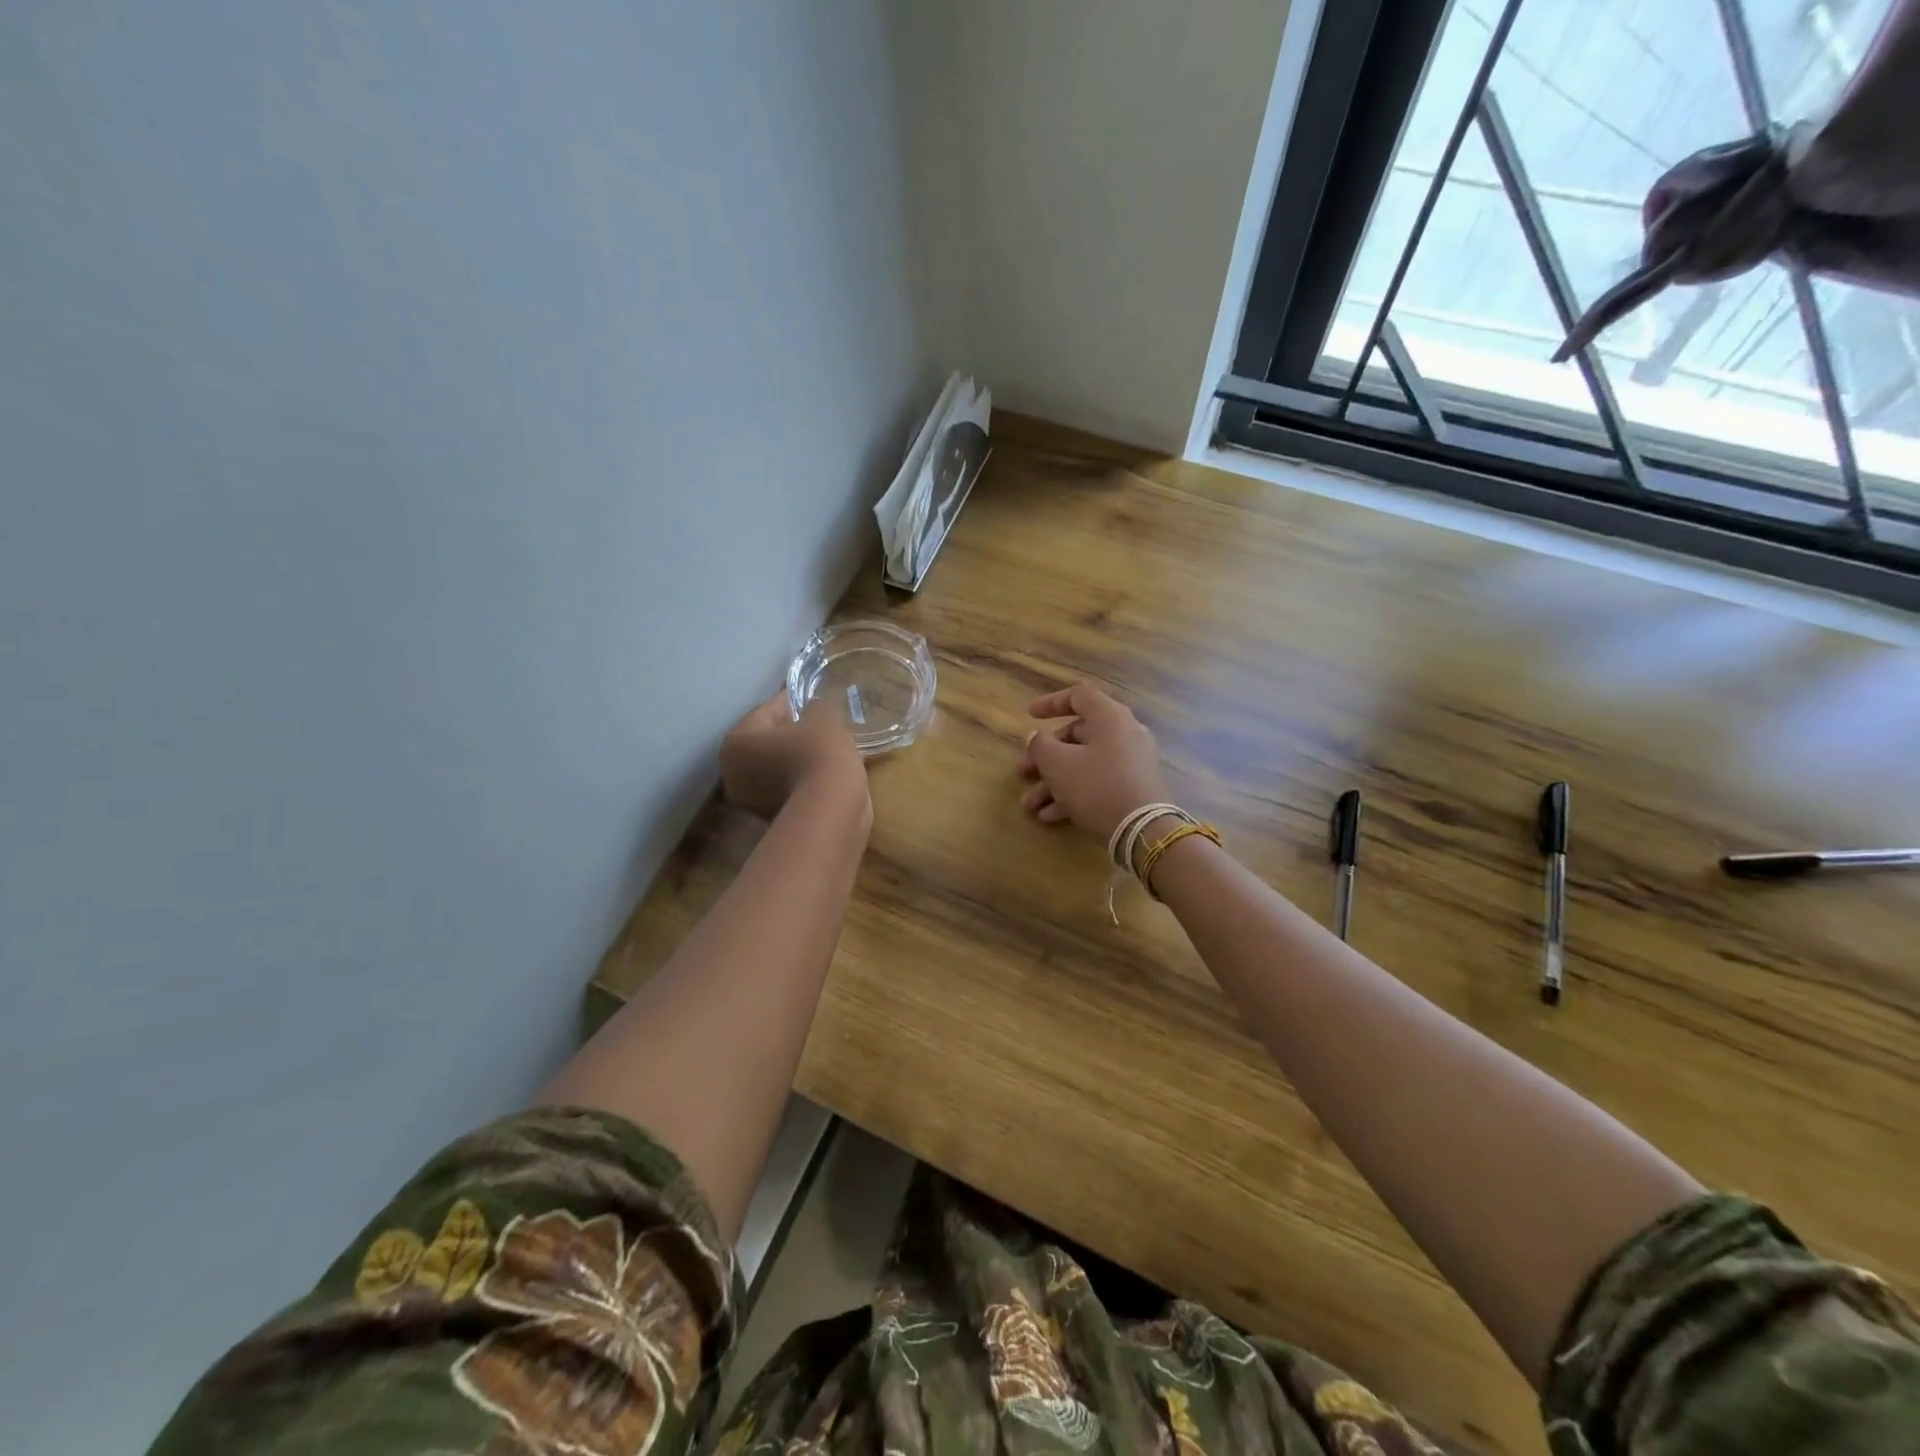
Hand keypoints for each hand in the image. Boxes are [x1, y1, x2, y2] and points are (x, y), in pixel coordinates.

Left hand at [720, 693, 869, 822]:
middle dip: (793, 732)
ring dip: (800, 756)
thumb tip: (814, 709)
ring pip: (779, 766)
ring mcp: (752, 801)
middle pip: (768, 742)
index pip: (767, 711)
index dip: (793, 701)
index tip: (813, 696)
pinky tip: (829, 770)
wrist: (831, 810)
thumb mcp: (821, 718)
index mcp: (736, 742)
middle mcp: (733, 773)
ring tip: (830, 746)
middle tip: (822, 723)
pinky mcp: (774, 818)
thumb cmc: (818, 754)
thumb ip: (815, 707)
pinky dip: (806, 778)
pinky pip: (791, 786)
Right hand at [1018, 682, 1170, 840]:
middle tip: (1023, 772)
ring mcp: (1132, 762)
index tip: (1029, 715)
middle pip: (1077, 735)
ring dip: (1053, 782)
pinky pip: (1098, 782)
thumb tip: (1036, 737)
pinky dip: (1074, 794)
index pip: (1079, 695)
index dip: (1051, 703)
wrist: (1144, 831)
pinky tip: (1051, 816)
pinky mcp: (1134, 787)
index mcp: (1109, 717)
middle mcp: (1124, 733)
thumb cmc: (1096, 786)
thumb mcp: (1057, 764)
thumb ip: (1040, 745)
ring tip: (1030, 805)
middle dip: (1044, 756)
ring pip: (1084, 763)